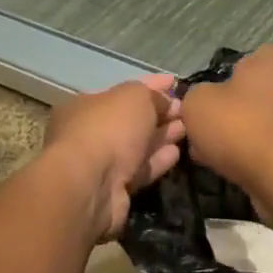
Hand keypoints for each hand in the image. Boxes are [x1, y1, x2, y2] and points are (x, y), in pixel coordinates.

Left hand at [43, 73, 185, 240]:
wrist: (92, 184)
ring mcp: (100, 164)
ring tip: (186, 129)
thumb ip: (151, 94)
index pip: (123, 92)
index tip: (175, 83)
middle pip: (129, 120)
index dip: (151, 86)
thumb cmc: (109, 129)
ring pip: (136, 146)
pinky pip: (140, 170)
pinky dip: (157, 160)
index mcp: (85, 106)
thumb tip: (165, 101)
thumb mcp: (134, 97)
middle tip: (184, 110)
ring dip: (161, 136)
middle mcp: (89, 134)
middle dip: (158, 113)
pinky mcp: (114, 189)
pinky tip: (177, 153)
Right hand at [181, 46, 272, 222]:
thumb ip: (196, 95)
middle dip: (234, 115)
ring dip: (248, 137)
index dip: (221, 87)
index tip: (207, 111)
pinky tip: (247, 172)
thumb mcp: (197, 104)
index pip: (243, 63)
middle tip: (211, 140)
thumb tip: (205, 102)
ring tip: (223, 161)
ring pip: (269, 122)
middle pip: (257, 95)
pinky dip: (266, 155)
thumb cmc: (242, 128)